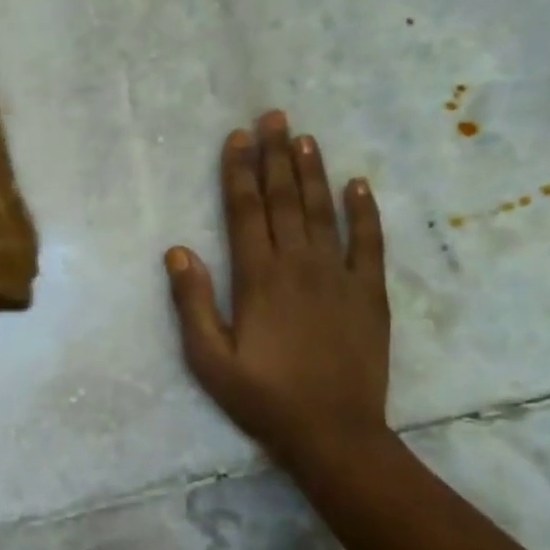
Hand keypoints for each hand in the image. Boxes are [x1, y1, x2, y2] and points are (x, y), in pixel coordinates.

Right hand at [166, 111, 391, 468]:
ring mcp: (340, 276)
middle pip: (285, 200)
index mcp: (258, 279)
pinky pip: (370, 242)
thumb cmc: (262, 397)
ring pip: (324, 211)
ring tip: (306, 137)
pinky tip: (359, 184)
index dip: (239, 173)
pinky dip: (365, 211)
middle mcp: (299, 265)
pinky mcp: (370, 293)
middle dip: (276, 156)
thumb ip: (192, 302)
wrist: (334, 432)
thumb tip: (178, 250)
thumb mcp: (209, 359)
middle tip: (273, 116)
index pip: (246, 212)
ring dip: (314, 171)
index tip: (237, 138)